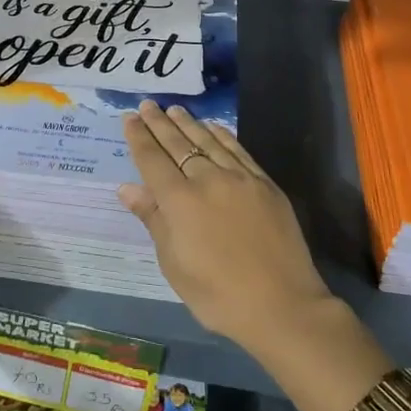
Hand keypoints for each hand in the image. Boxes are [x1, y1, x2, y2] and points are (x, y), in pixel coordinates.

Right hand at [119, 99, 331, 353]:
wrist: (282, 305)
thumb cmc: (218, 295)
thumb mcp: (175, 265)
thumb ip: (153, 220)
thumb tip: (128, 188)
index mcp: (179, 202)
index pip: (152, 160)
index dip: (139, 138)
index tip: (130, 118)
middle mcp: (207, 180)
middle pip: (178, 144)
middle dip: (159, 123)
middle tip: (147, 104)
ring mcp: (239, 178)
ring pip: (208, 141)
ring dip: (188, 124)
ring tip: (174, 110)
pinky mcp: (264, 184)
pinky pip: (238, 150)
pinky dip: (222, 135)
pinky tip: (213, 128)